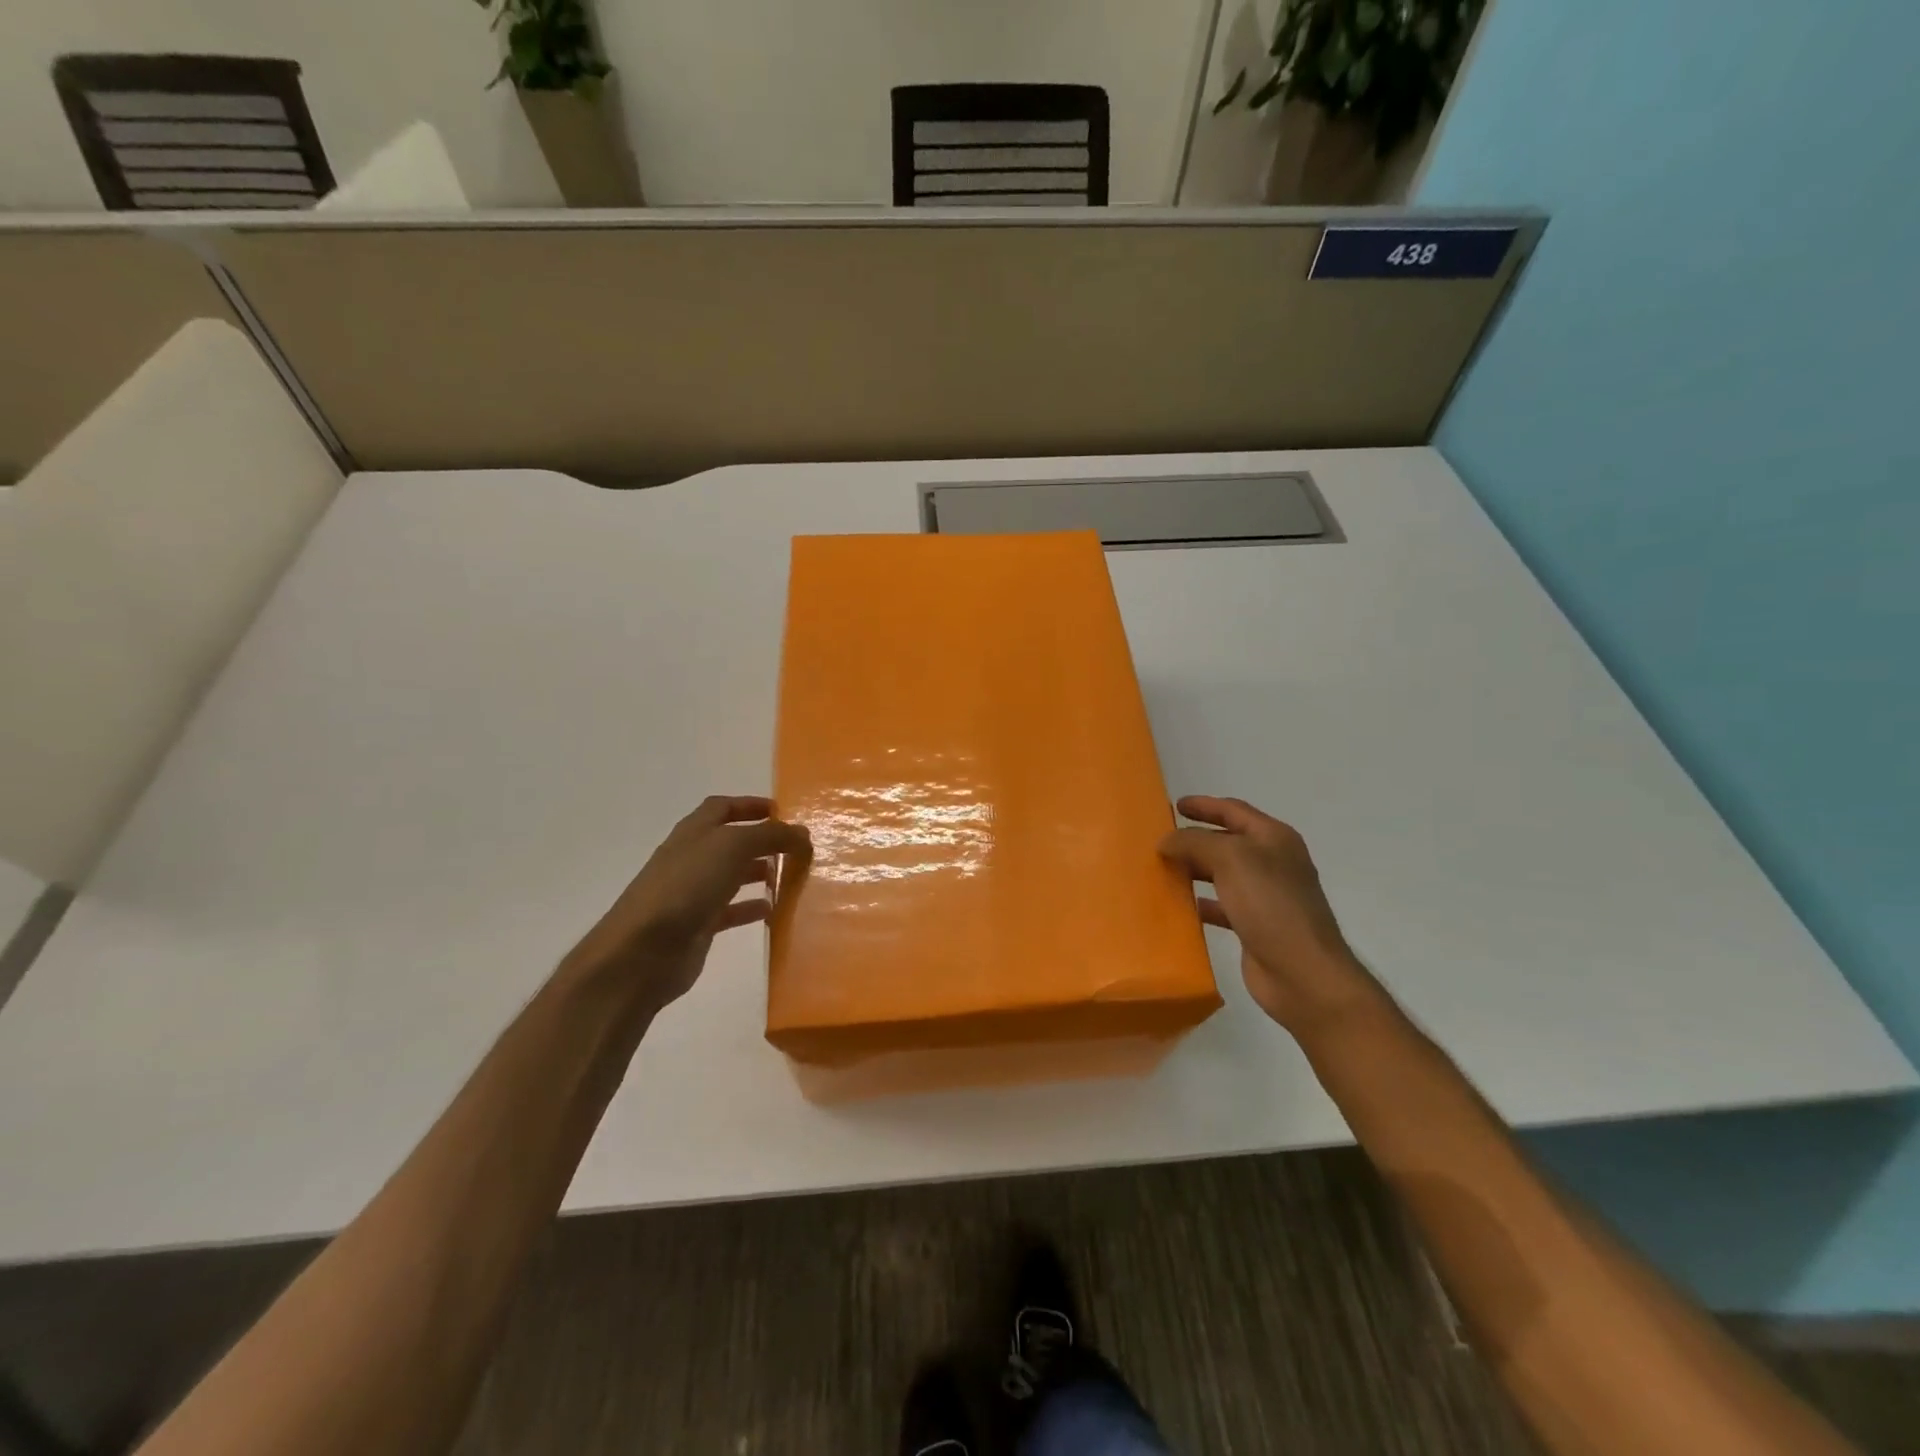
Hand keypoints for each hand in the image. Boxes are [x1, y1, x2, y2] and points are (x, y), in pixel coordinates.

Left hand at [563, 795, 809, 1015]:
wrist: (643, 951)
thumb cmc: (686, 886)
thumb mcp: (732, 847)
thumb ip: (770, 835)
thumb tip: (802, 833)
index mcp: (695, 831)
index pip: (722, 807)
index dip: (750, 805)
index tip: (783, 811)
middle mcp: (693, 858)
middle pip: (731, 842)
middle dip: (763, 841)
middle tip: (796, 848)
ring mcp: (694, 893)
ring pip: (733, 875)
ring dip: (761, 872)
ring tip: (792, 876)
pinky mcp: (699, 925)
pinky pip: (732, 910)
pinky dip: (753, 908)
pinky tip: (774, 911)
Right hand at [1159, 796, 1377, 1032]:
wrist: (1302, 973)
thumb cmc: (1270, 905)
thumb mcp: (1231, 859)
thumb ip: (1195, 842)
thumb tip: (1167, 841)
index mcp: (1273, 839)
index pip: (1233, 810)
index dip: (1204, 805)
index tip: (1174, 805)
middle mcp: (1272, 863)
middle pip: (1227, 841)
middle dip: (1195, 838)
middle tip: (1160, 839)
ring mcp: (1266, 896)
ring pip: (1222, 874)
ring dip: (1194, 869)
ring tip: (1162, 869)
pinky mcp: (1256, 926)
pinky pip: (1222, 906)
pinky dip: (1201, 902)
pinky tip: (1179, 907)